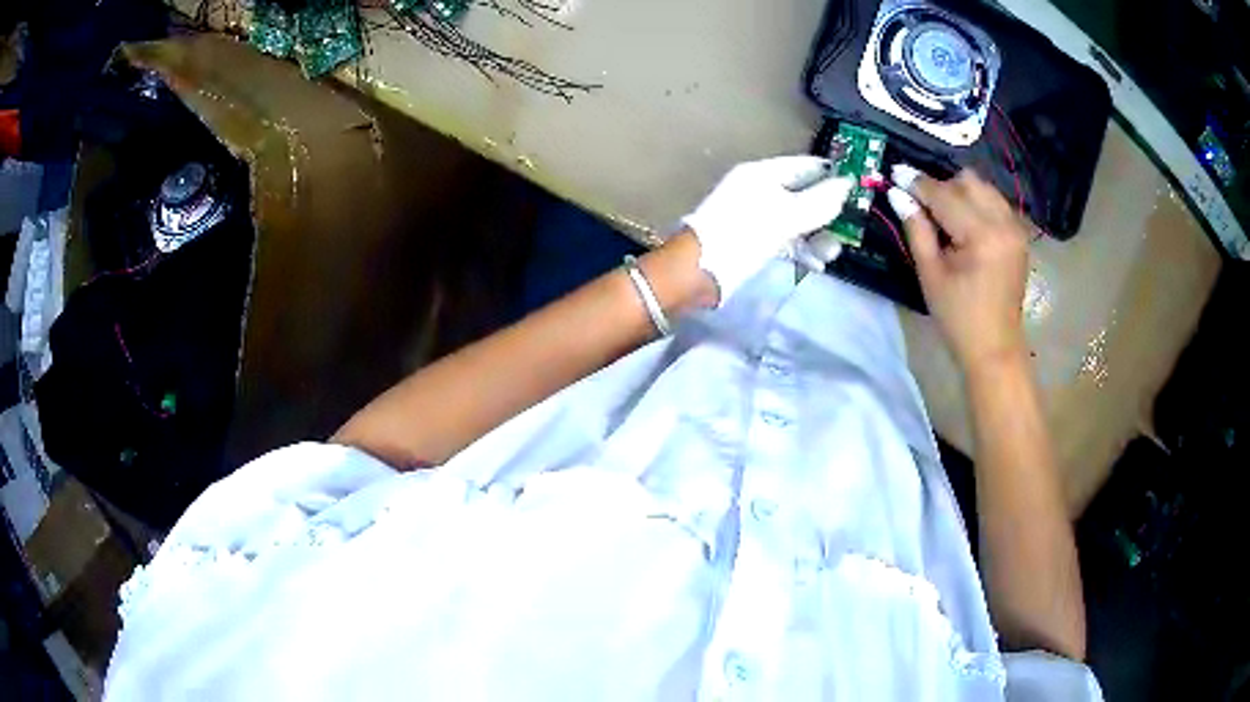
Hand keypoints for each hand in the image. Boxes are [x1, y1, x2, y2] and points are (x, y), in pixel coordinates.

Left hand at [683, 156, 853, 303]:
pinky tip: (816, 263)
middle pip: (804, 193)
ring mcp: (756, 216)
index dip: (832, 173)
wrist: (698, 272)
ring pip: (797, 219)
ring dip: (818, 234)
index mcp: (763, 174)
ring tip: (832, 252)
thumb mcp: (787, 216)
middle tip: (851, 227)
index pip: (805, 165)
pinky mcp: (754, 240)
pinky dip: (802, 248)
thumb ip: (820, 201)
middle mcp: (760, 190)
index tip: (860, 187)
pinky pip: (786, 238)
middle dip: (828, 211)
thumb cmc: (743, 235)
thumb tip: (847, 183)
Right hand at [888, 167, 1030, 371]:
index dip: (917, 183)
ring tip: (944, 216)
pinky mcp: (1019, 235)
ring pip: (983, 187)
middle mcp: (1003, 223)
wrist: (995, 348)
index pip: (944, 194)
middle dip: (941, 187)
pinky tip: (965, 225)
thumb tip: (898, 194)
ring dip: (960, 192)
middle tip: (922, 206)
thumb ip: (917, 229)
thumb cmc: (958, 318)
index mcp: (981, 235)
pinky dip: (976, 203)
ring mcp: (1015, 228)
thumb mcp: (930, 274)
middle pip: (967, 181)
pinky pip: (995, 202)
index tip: (894, 172)